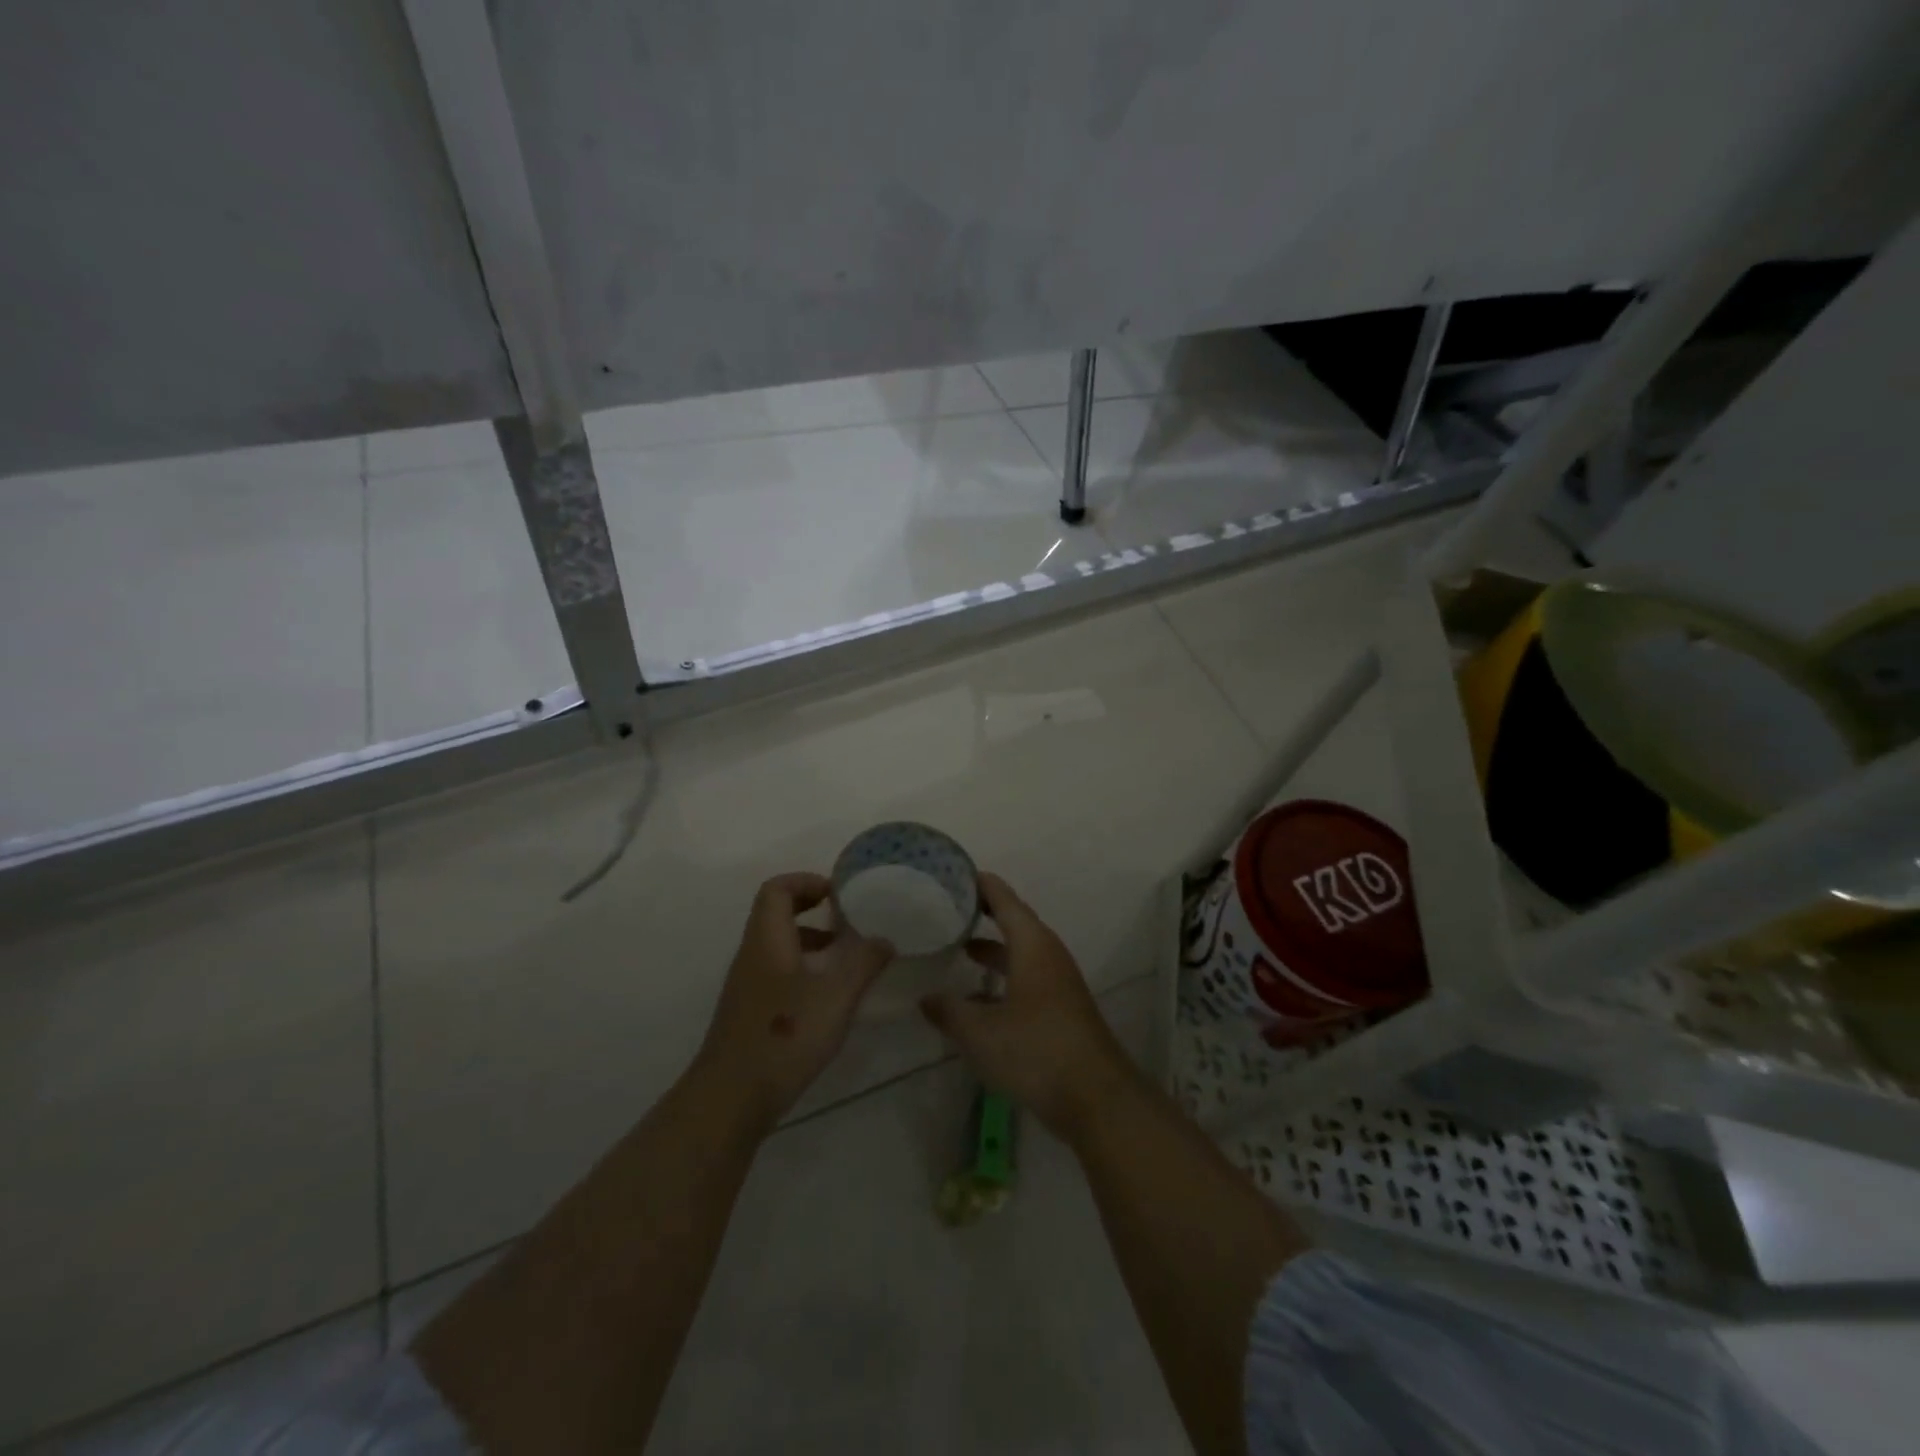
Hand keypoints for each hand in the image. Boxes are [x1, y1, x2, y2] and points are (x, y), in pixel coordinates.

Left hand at [692, 872, 893, 1135]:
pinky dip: (805, 971)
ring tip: (848, 960)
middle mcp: (752, 956)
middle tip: (850, 922)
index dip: (807, 881)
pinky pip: (778, 974)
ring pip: (779, 947)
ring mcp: (748, 986)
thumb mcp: (836, 996)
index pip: (777, 889)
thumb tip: (885, 938)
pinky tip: (829, 1000)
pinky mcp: (750, 1014)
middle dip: (814, 911)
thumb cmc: (784, 1037)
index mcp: (767, 940)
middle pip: (777, 915)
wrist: (730, 1100)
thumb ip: (864, 963)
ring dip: (812, 943)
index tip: (839, 893)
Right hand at [919, 873, 1136, 1142]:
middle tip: (949, 908)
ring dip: (993, 950)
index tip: (954, 874)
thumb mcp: (980, 1032)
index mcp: (1033, 946)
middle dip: (984, 915)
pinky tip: (978, 1000)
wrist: (1097, 1098)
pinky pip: (1027, 979)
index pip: (1005, 900)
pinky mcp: (1061, 1009)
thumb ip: (949, 1011)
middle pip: (1014, 923)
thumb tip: (924, 997)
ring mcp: (1058, 983)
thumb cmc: (1036, 1051)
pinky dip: (1002, 978)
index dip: (981, 885)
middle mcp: (1048, 956)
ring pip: (1021, 954)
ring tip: (959, 949)